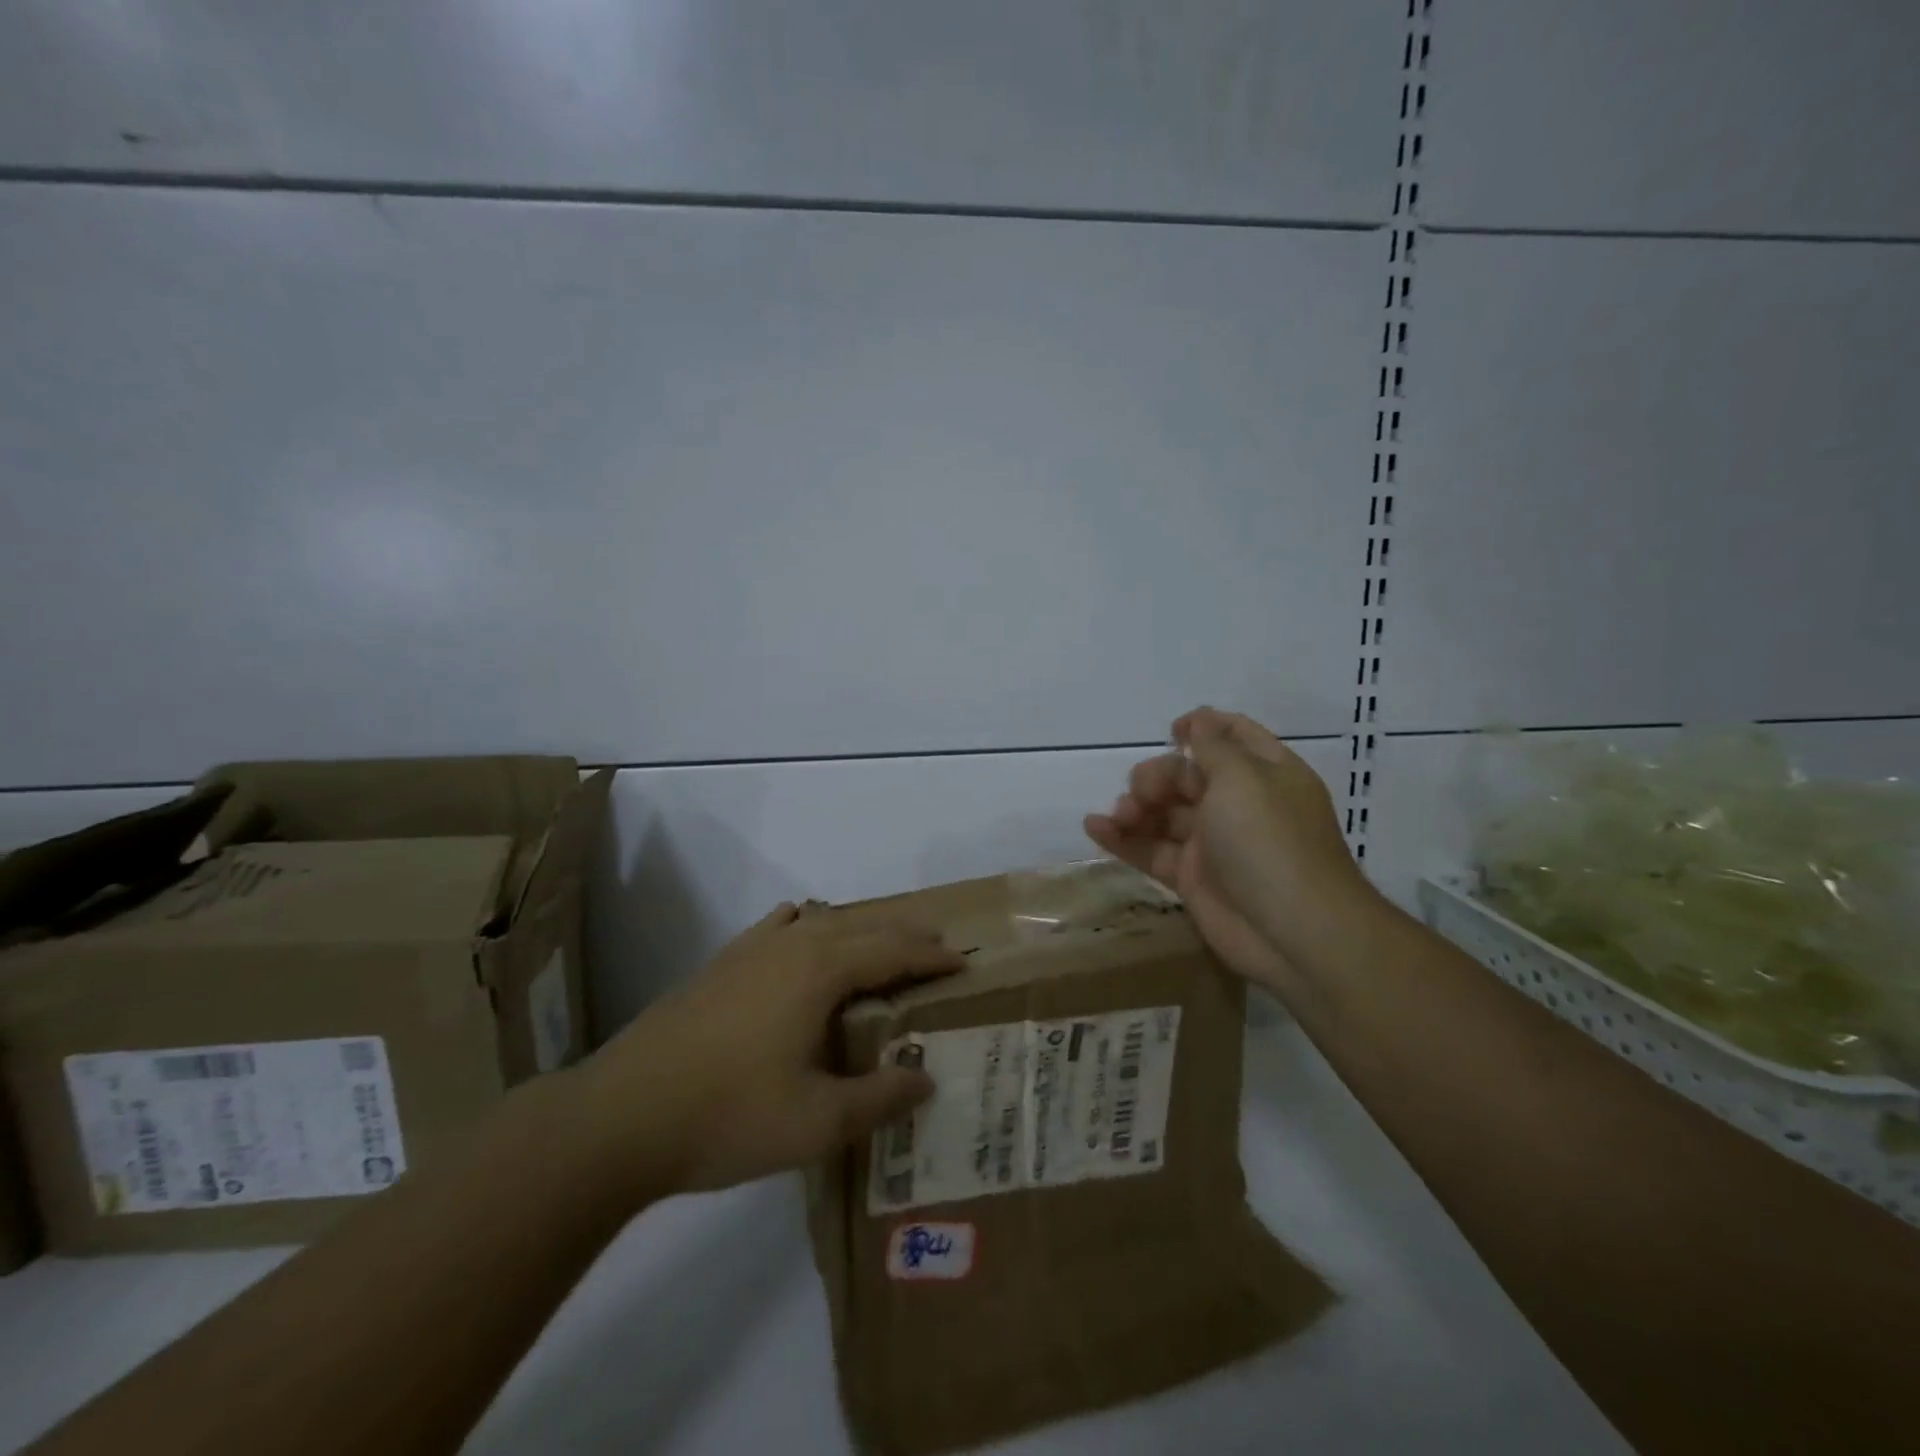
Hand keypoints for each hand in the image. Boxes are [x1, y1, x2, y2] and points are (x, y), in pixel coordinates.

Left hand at [573, 904, 962, 1198]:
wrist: (621, 1116)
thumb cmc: (728, 1116)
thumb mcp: (818, 1122)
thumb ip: (879, 1098)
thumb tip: (924, 1077)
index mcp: (819, 970)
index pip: (891, 950)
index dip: (930, 955)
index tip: (963, 962)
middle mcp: (790, 944)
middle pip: (860, 926)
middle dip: (902, 934)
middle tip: (935, 948)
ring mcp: (749, 950)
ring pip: (819, 921)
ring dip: (857, 929)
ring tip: (878, 945)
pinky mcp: (721, 964)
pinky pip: (778, 927)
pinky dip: (805, 924)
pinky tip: (800, 934)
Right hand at [1085, 706, 1371, 987]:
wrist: (1293, 931)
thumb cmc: (1270, 841)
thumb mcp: (1243, 779)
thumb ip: (1213, 747)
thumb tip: (1201, 719)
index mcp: (1265, 774)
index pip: (1234, 737)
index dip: (1203, 727)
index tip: (1171, 731)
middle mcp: (1239, 805)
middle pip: (1187, 776)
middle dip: (1157, 776)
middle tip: (1141, 793)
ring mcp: (1214, 843)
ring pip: (1165, 814)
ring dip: (1136, 807)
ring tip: (1119, 816)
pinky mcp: (1192, 878)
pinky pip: (1151, 850)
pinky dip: (1123, 839)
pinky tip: (1094, 828)